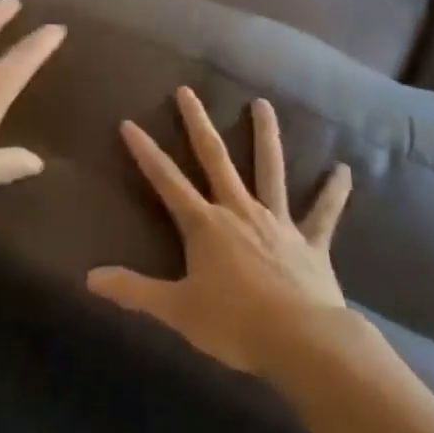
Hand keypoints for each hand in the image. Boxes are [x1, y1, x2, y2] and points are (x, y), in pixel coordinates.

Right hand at [87, 87, 352, 376]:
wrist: (303, 341)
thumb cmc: (236, 324)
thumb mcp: (177, 311)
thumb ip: (134, 292)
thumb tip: (90, 279)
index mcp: (205, 225)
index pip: (166, 180)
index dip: (145, 152)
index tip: (129, 123)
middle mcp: (239, 210)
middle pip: (215, 158)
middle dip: (198, 123)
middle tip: (188, 91)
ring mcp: (277, 221)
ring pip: (269, 168)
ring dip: (265, 135)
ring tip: (263, 104)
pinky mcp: (310, 241)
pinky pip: (324, 212)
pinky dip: (334, 192)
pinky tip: (343, 169)